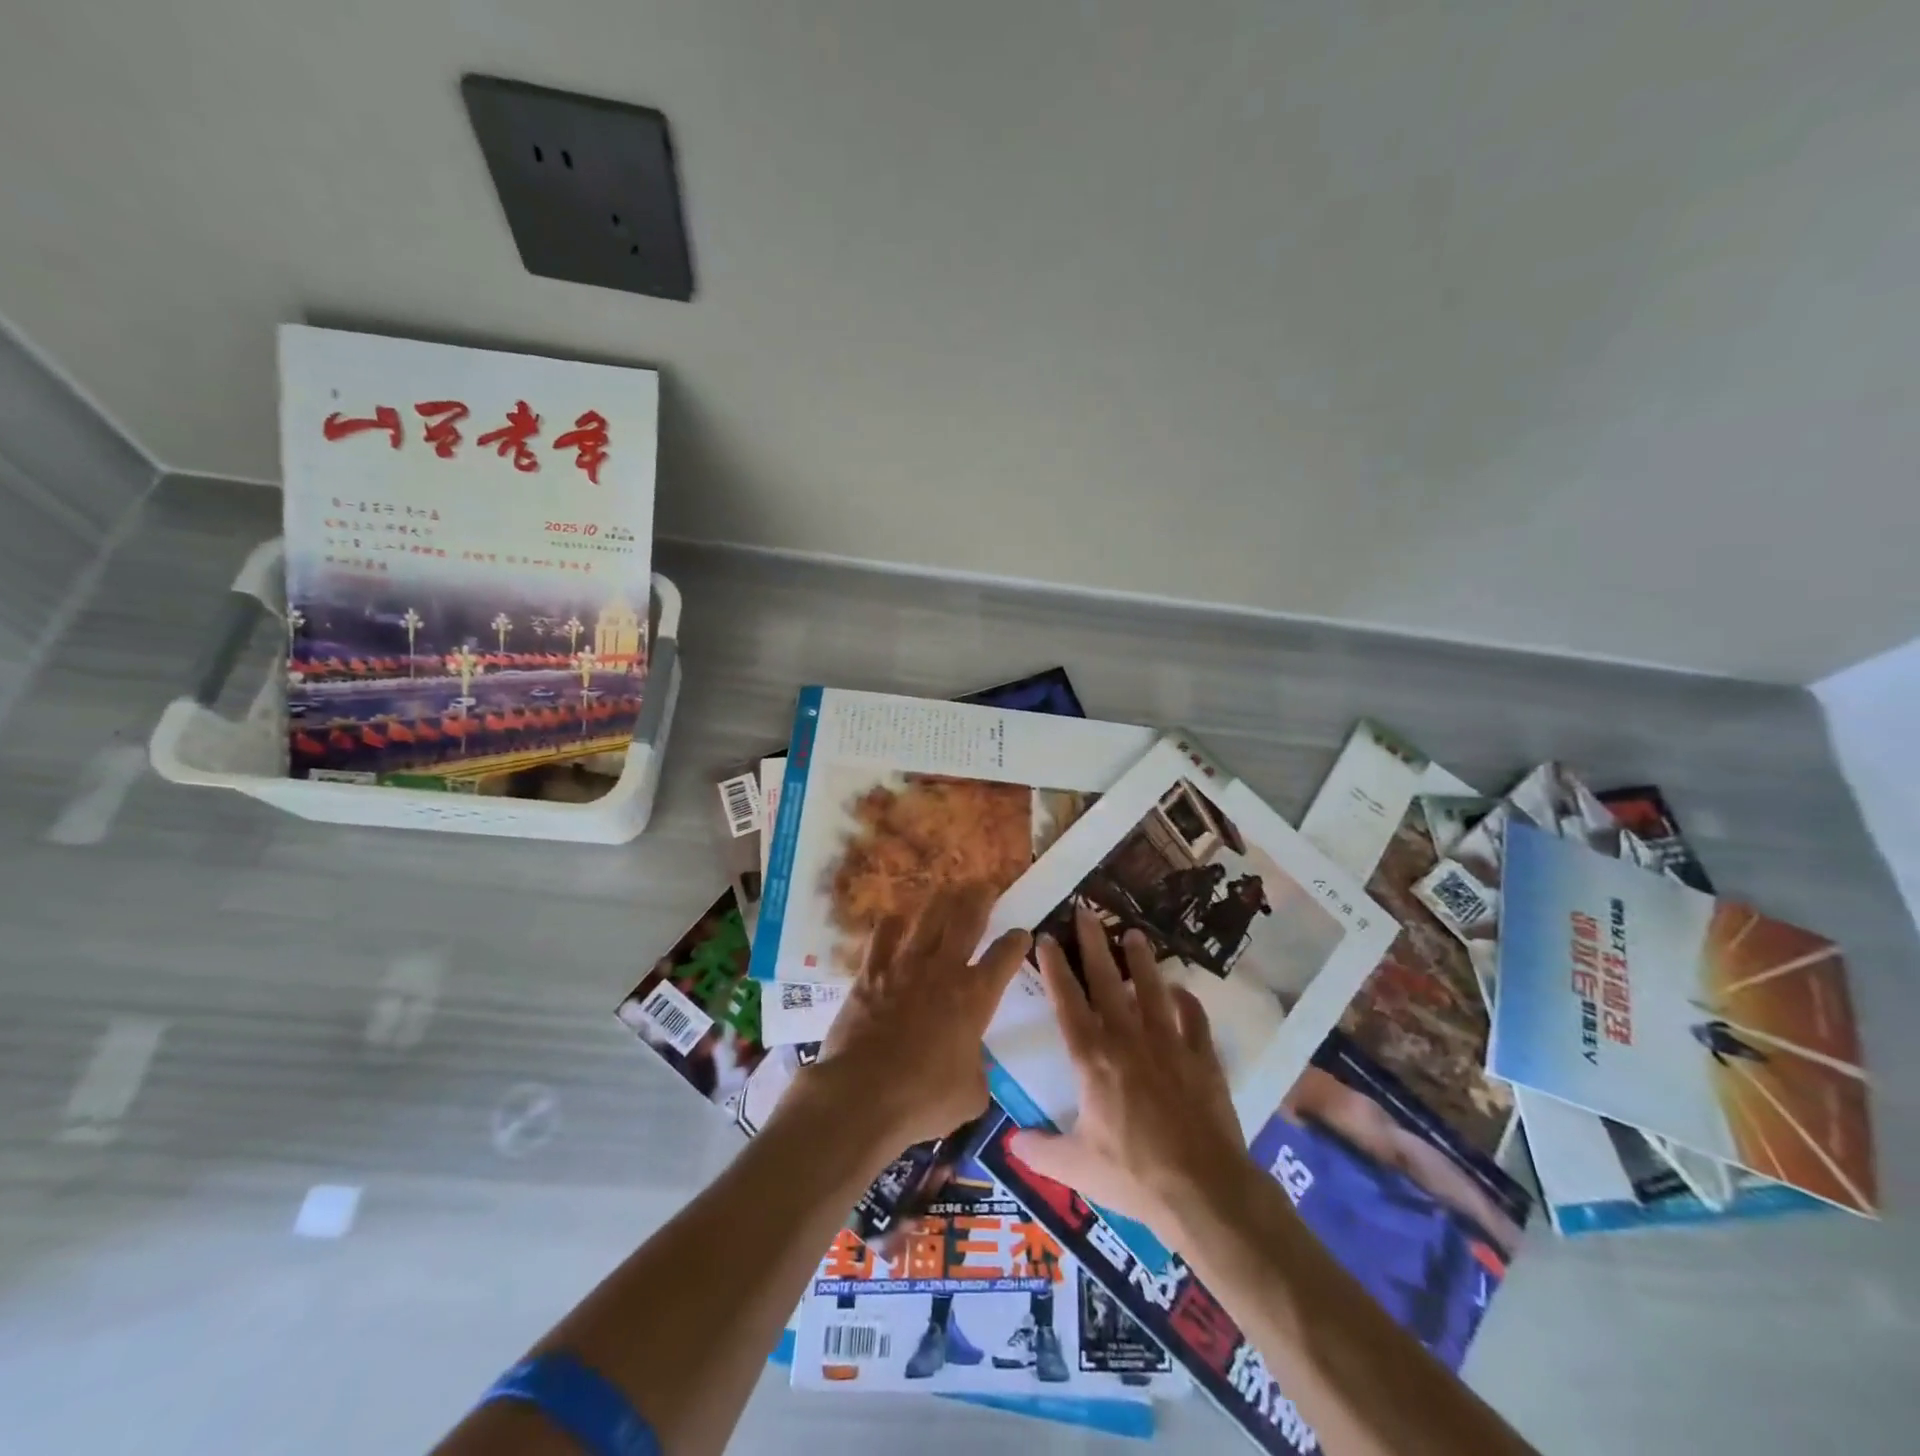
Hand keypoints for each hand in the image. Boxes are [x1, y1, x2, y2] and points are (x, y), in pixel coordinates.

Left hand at [807, 883, 1030, 1148]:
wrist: (862, 1095)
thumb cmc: (924, 1100)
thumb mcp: (970, 1095)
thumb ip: (977, 1071)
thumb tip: (973, 1066)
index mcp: (975, 997)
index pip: (1004, 956)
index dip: (1016, 941)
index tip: (1022, 932)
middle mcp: (943, 970)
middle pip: (966, 920)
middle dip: (980, 899)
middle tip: (986, 886)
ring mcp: (904, 966)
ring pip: (927, 918)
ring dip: (941, 901)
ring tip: (949, 889)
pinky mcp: (870, 972)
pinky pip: (883, 936)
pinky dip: (892, 925)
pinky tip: (895, 920)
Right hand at [1010, 905, 1254, 1243]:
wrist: (1204, 1191)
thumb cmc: (1134, 1177)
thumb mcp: (1076, 1168)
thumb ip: (1040, 1151)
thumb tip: (1009, 1142)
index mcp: (1092, 1060)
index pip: (1067, 1002)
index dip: (1055, 968)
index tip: (1047, 937)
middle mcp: (1128, 1040)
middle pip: (1107, 981)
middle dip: (1094, 943)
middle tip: (1087, 910)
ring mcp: (1169, 1045)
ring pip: (1151, 990)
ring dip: (1141, 960)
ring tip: (1134, 934)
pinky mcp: (1202, 1058)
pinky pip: (1194, 1019)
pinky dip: (1186, 1001)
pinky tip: (1180, 991)